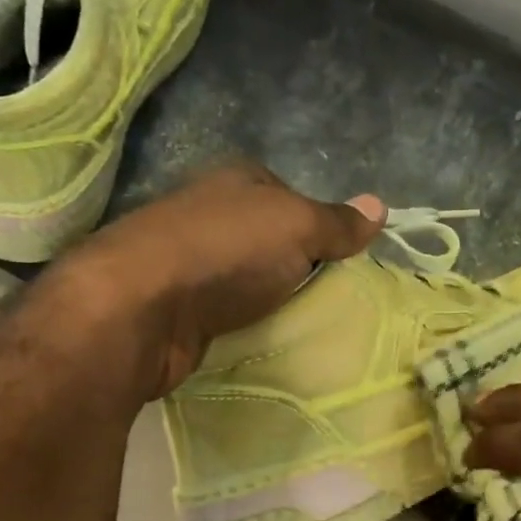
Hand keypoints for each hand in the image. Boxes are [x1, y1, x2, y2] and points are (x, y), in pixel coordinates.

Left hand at [56, 164, 384, 397]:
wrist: (140, 308)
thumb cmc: (225, 251)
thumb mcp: (296, 226)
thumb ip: (336, 222)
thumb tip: (381, 206)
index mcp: (235, 180)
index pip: (288, 196)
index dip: (316, 225)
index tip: (340, 260)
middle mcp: (207, 212)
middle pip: (265, 239)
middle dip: (293, 266)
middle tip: (329, 297)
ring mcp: (185, 260)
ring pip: (243, 277)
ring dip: (266, 298)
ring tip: (300, 323)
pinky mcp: (173, 306)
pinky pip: (222, 311)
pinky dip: (240, 324)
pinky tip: (259, 339)